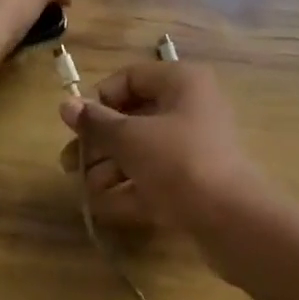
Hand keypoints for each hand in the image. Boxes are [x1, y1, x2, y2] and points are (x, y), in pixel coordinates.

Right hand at [58, 60, 271, 242]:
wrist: (232, 221)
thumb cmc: (178, 162)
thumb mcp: (130, 138)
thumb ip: (97, 123)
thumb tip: (66, 105)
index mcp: (181, 83)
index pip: (131, 78)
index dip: (100, 99)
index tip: (76, 125)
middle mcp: (191, 108)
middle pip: (135, 117)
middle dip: (100, 141)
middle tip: (70, 163)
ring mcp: (195, 147)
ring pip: (144, 150)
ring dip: (110, 168)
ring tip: (83, 189)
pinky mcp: (196, 183)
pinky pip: (156, 178)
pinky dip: (130, 189)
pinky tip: (102, 207)